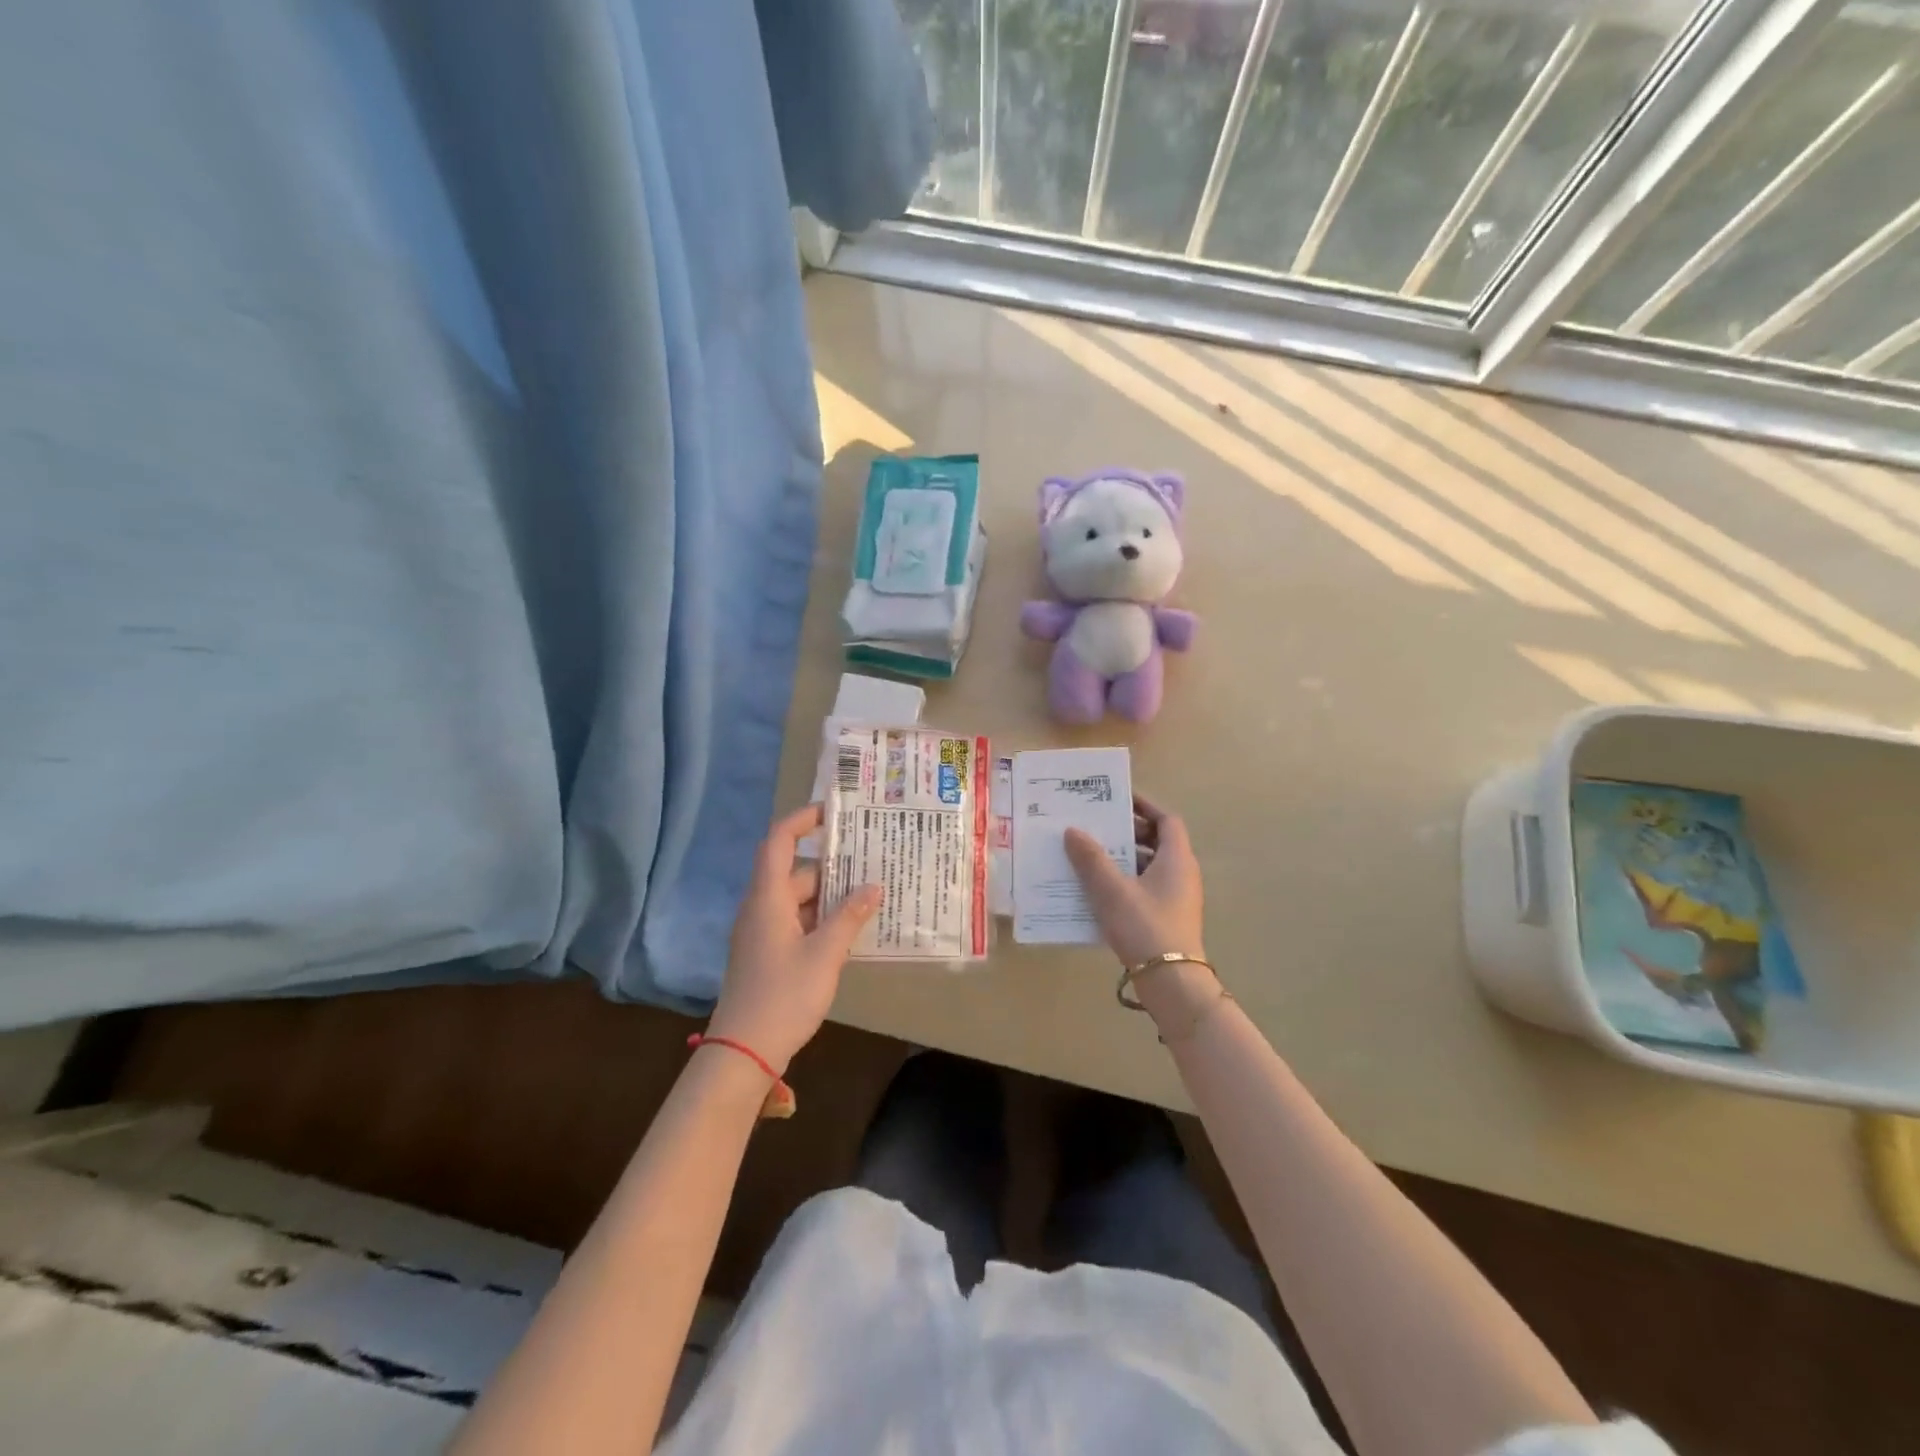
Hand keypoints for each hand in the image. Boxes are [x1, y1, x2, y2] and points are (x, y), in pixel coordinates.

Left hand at [707, 804, 880, 1072]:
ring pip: (799, 899)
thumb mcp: (824, 954)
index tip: (834, 813)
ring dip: (831, 896)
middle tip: (872, 862)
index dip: (802, 820)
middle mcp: (761, 908)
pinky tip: (851, 929)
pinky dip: (822, 919)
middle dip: (833, 866)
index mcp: (767, 898)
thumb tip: (873, 886)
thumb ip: (849, 917)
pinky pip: (797, 922)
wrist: (743, 1052)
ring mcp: (762, 932)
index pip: (778, 841)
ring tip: (870, 895)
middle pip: (796, 872)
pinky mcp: (767, 953)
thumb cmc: (783, 996)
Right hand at [1064, 796, 1204, 967]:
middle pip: (1155, 842)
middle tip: (1094, 825)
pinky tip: (1095, 889)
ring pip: (1146, 867)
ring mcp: (1175, 898)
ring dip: (1120, 858)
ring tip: (1087, 855)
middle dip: (1126, 832)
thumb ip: (1091, 859)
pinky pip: (1143, 889)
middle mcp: (1181, 874)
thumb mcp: (1112, 890)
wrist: (1171, 983)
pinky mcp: (1166, 918)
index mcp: (1176, 859)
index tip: (1117, 798)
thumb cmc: (1145, 927)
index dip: (1144, 806)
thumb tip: (1072, 830)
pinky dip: (1122, 882)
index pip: (1166, 820)